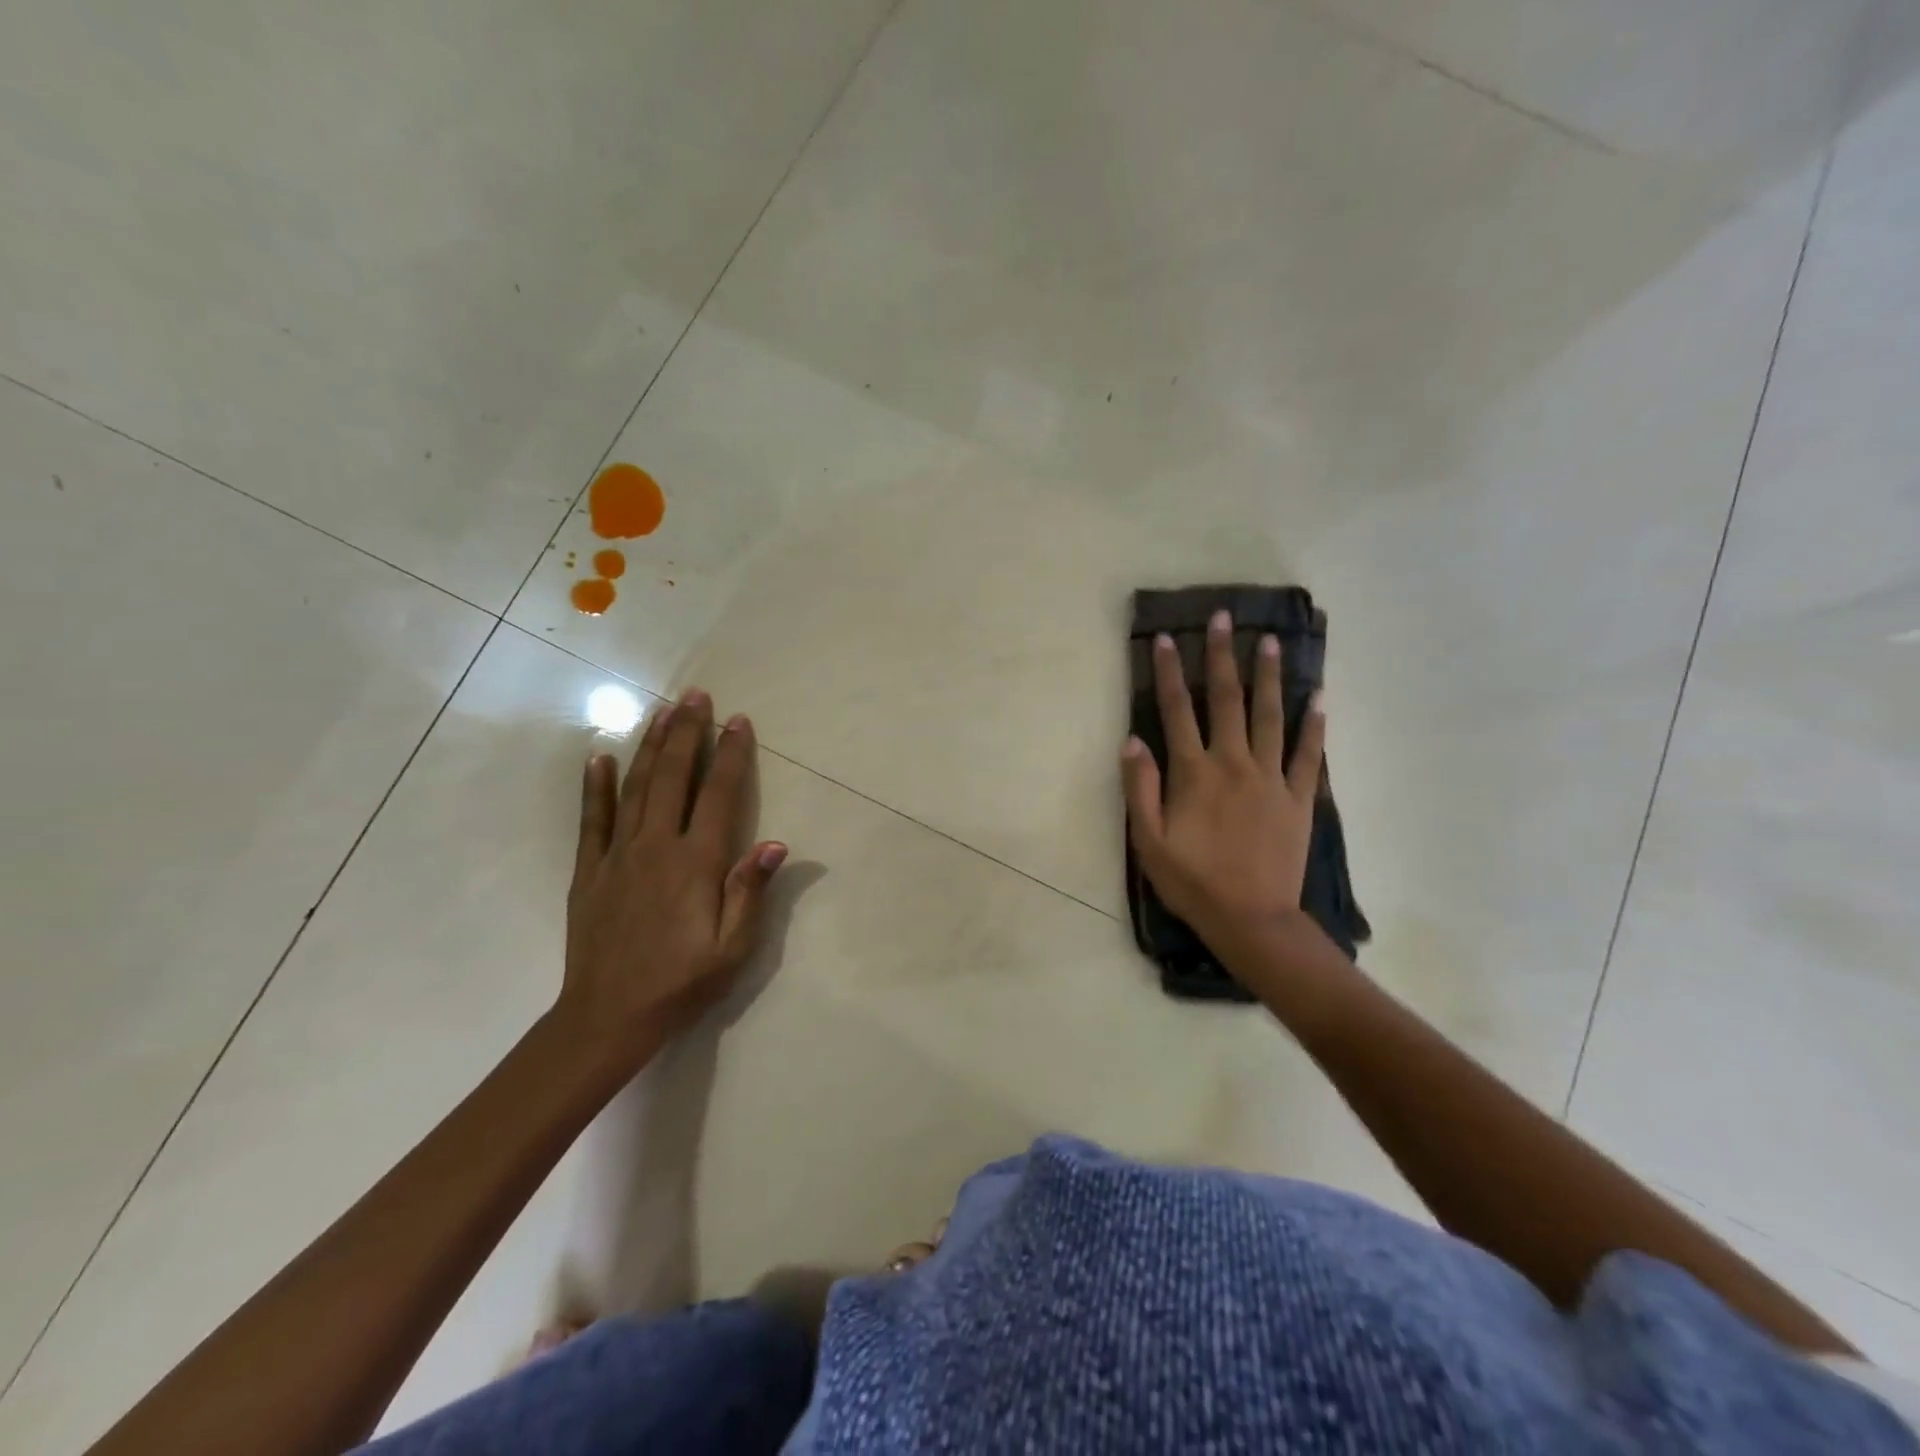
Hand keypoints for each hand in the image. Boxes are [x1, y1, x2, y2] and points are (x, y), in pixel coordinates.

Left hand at [559, 688, 786, 1071]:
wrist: (607, 1018)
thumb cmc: (680, 984)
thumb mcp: (732, 949)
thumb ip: (749, 892)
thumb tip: (774, 843)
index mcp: (696, 863)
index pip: (720, 795)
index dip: (732, 755)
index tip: (739, 721)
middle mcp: (657, 846)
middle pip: (674, 777)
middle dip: (687, 733)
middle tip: (696, 695)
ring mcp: (618, 855)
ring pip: (635, 787)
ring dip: (650, 745)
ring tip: (661, 710)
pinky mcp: (590, 870)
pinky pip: (592, 819)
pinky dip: (595, 786)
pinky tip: (599, 757)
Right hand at [1121, 610, 1324, 950]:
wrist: (1251, 919)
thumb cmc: (1192, 881)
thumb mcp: (1148, 841)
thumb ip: (1140, 787)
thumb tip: (1132, 740)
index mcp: (1194, 772)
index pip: (1177, 710)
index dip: (1170, 672)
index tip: (1166, 638)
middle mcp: (1234, 763)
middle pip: (1227, 700)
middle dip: (1222, 656)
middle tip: (1224, 617)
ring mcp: (1271, 778)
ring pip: (1270, 716)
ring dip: (1269, 676)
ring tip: (1270, 641)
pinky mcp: (1298, 798)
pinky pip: (1308, 754)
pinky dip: (1315, 725)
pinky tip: (1320, 697)